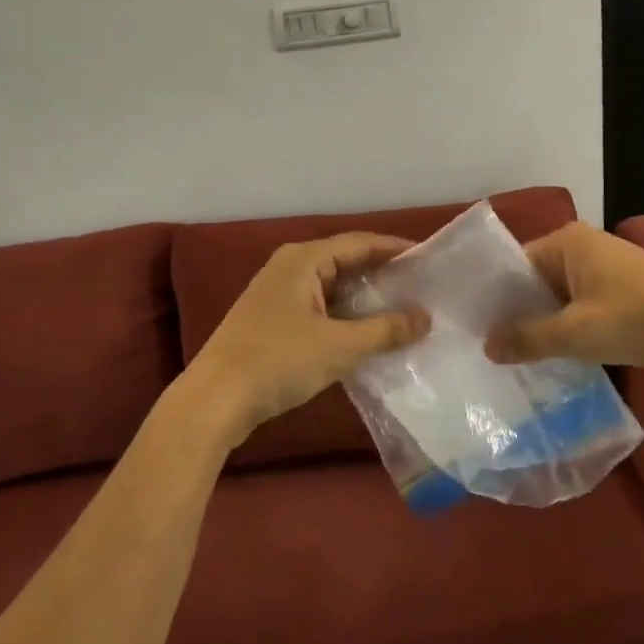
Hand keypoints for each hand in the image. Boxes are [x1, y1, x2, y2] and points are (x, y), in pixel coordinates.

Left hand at [183, 234, 429, 444]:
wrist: (215, 400)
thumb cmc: (278, 361)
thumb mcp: (339, 347)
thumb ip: (385, 330)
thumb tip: (425, 317)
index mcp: (303, 260)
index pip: (359, 243)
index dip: (394, 249)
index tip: (428, 258)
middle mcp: (289, 268)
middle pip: (345, 262)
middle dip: (382, 274)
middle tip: (420, 286)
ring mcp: (277, 295)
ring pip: (332, 288)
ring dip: (364, 299)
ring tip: (402, 310)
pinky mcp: (272, 321)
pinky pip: (319, 308)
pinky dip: (344, 317)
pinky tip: (367, 335)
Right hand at [483, 222, 643, 378]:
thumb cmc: (639, 319)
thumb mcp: (576, 333)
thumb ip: (528, 338)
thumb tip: (488, 346)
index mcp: (566, 243)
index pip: (514, 266)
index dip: (493, 299)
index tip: (472, 331)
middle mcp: (584, 247)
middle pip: (535, 282)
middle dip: (518, 315)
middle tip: (490, 351)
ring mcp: (608, 268)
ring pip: (560, 298)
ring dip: (545, 325)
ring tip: (517, 359)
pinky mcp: (626, 291)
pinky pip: (583, 306)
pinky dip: (570, 328)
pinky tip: (558, 357)